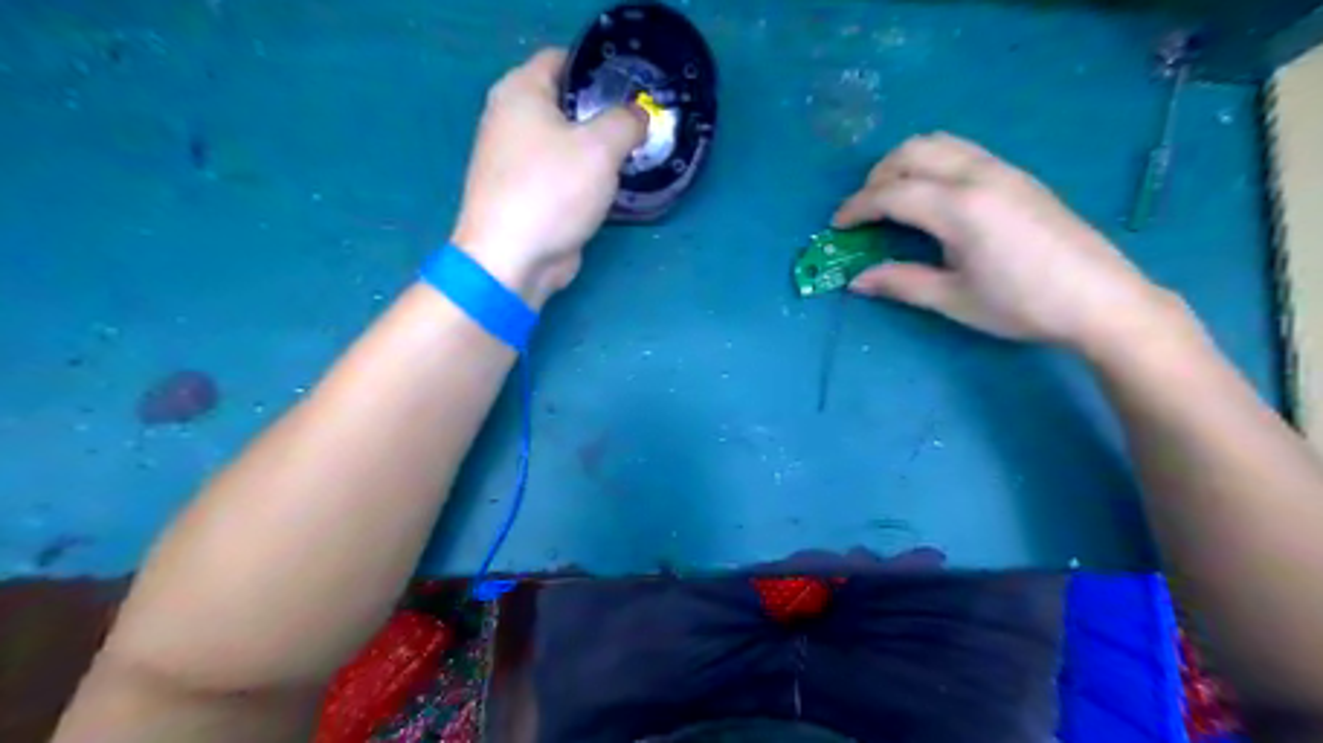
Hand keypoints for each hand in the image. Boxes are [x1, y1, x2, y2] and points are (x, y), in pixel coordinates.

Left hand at [450, 48, 646, 305]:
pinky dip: (584, 177)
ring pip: (566, 143)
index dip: (599, 67)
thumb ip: (626, 122)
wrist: (512, 259)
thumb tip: (638, 116)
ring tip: (634, 154)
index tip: (634, 87)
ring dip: (597, 149)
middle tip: (640, 124)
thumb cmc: (552, 191)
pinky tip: (611, 187)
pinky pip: (562, 174)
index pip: (562, 59)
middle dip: (603, 112)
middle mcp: (510, 119)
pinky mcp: (526, 194)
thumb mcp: (600, 147)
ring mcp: (515, 161)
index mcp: (519, 92)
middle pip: (566, 103)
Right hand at [836, 134, 1178, 354]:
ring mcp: (1002, 169)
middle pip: (911, 152)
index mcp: (958, 208)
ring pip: (938, 142)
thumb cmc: (1021, 304)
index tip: (836, 226)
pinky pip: (962, 150)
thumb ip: (900, 283)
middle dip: (877, 177)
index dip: (856, 208)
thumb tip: (856, 281)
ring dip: (904, 162)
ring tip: (893, 197)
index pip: (891, 194)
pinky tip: (932, 195)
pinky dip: (932, 162)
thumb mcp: (953, 299)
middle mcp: (977, 175)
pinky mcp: (1017, 174)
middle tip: (864, 211)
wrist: (1100, 298)